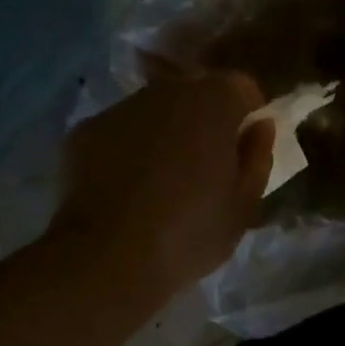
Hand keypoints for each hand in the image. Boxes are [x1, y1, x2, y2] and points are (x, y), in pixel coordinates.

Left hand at [49, 71, 273, 299]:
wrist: (107, 258)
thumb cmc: (189, 234)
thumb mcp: (243, 206)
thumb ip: (257, 157)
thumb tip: (259, 126)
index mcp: (213, 102)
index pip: (241, 87)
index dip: (247, 113)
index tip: (244, 147)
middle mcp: (165, 91)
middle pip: (194, 92)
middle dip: (204, 119)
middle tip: (203, 165)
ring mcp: (120, 107)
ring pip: (153, 110)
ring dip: (163, 131)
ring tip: (159, 180)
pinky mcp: (84, 130)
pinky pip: (118, 132)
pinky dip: (125, 149)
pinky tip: (123, 189)